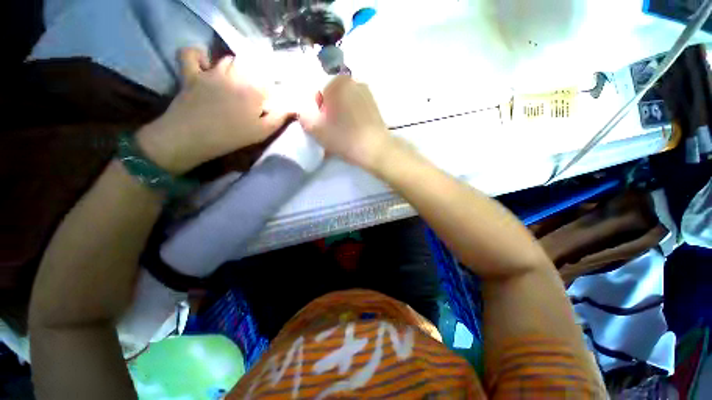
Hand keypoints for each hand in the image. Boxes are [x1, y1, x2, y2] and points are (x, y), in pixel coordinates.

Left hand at [138, 48, 289, 173]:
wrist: (192, 137)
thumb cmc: (232, 136)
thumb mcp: (262, 131)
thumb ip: (279, 117)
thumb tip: (293, 107)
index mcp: (253, 89)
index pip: (268, 79)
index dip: (270, 87)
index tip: (269, 99)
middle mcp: (234, 74)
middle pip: (249, 65)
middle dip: (253, 75)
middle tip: (252, 91)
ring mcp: (211, 72)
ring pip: (226, 59)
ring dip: (234, 67)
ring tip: (235, 81)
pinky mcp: (190, 74)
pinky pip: (190, 54)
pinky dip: (197, 55)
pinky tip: (204, 63)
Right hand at [298, 76, 392, 170]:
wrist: (376, 150)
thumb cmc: (345, 138)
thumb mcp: (318, 131)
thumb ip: (305, 119)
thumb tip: (304, 114)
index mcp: (338, 83)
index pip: (318, 93)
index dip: (318, 112)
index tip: (323, 126)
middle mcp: (354, 82)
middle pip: (333, 98)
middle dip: (329, 113)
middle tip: (332, 131)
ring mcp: (367, 94)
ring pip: (345, 104)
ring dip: (340, 116)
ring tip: (343, 134)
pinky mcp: (375, 106)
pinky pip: (356, 109)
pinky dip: (352, 119)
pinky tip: (353, 133)